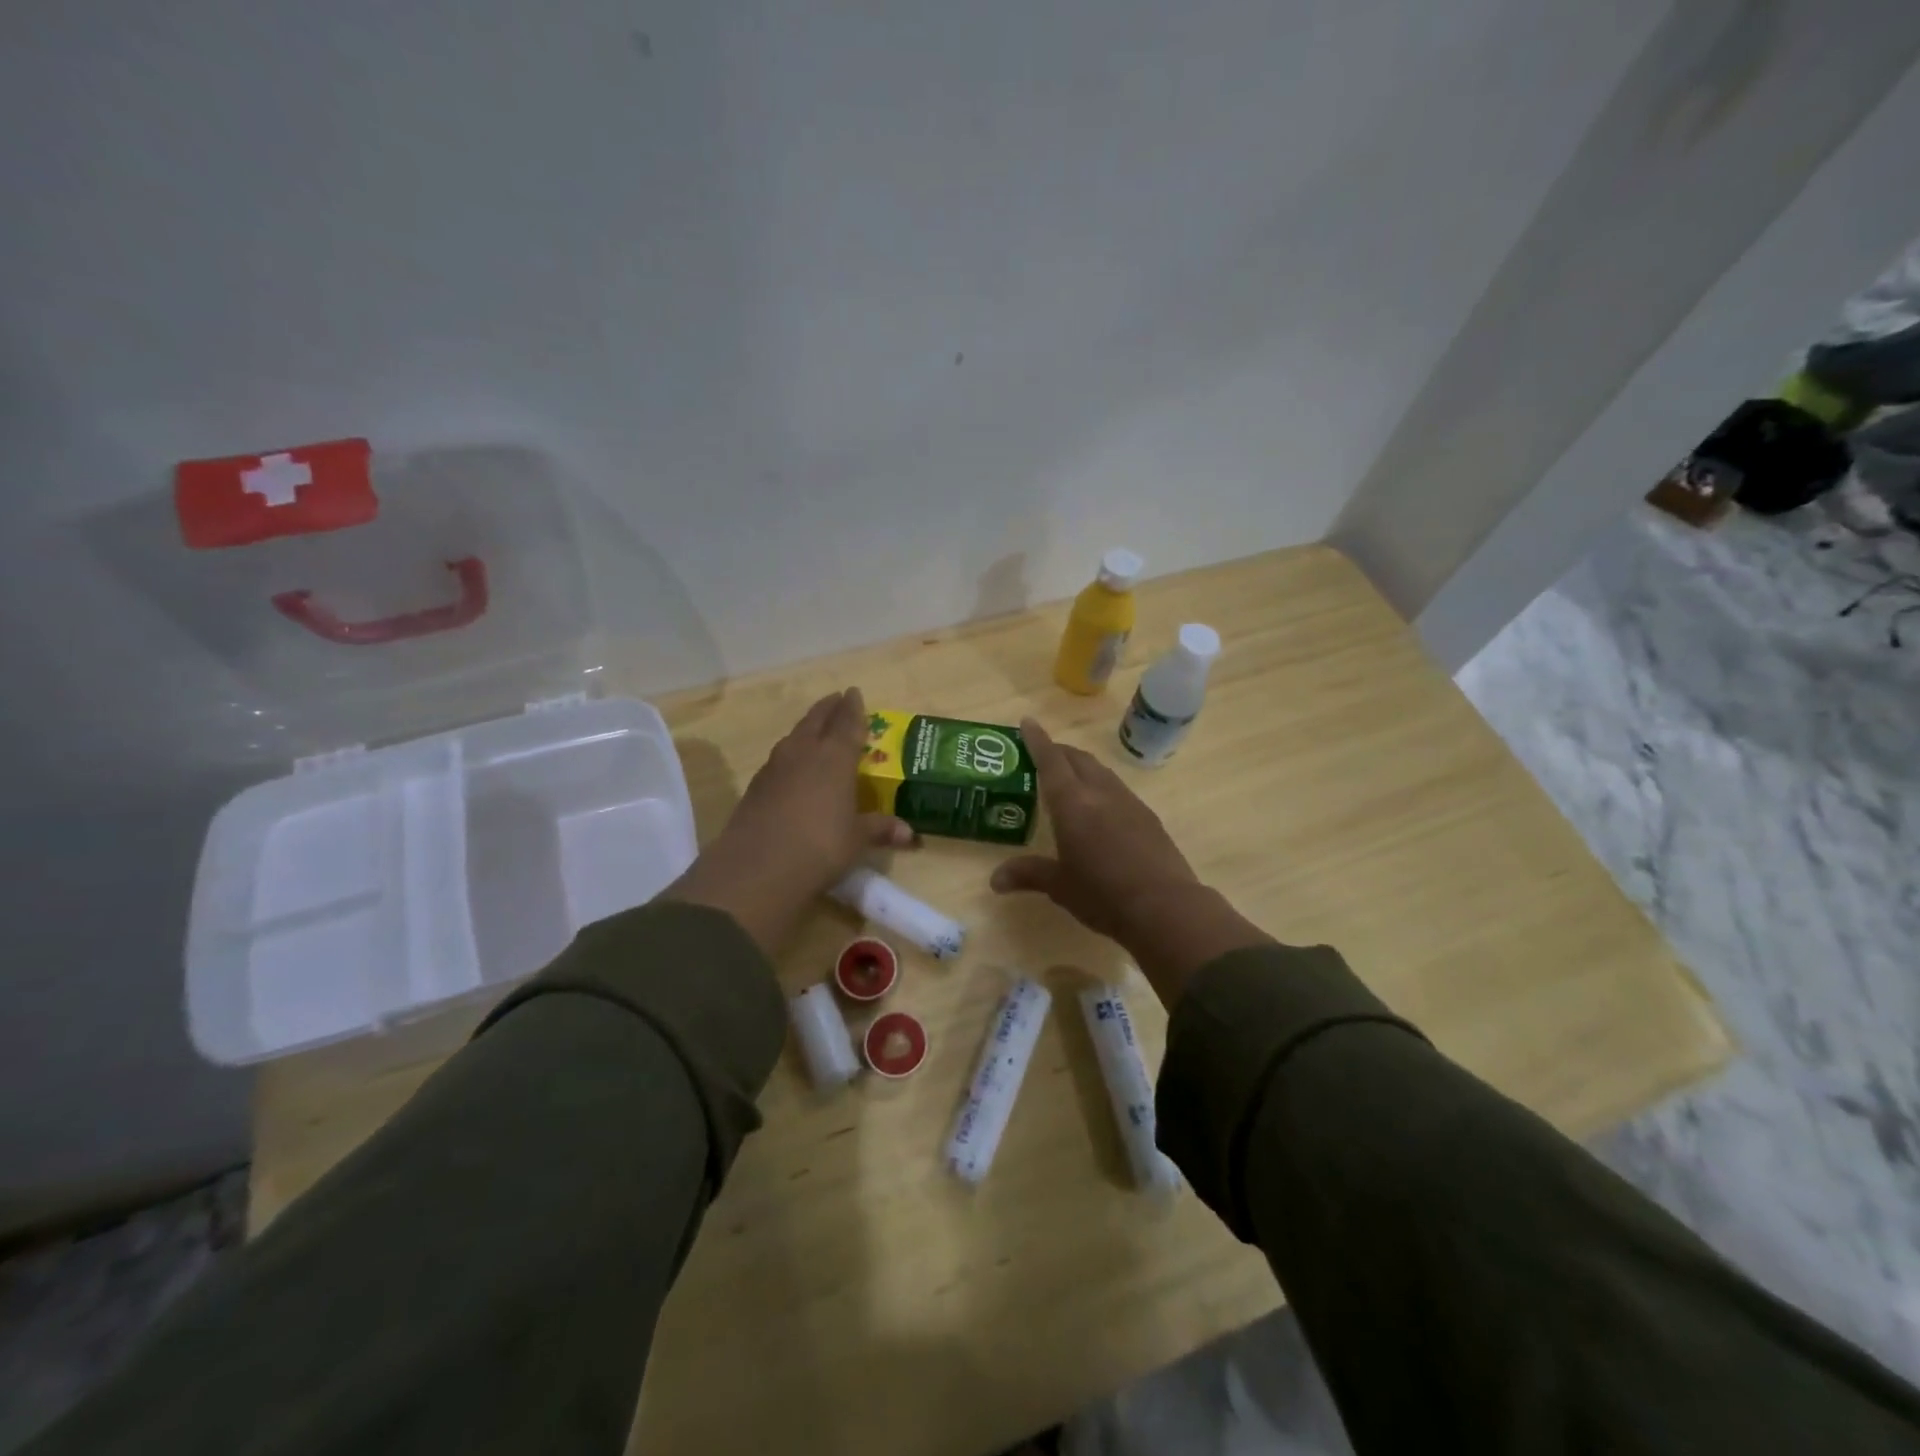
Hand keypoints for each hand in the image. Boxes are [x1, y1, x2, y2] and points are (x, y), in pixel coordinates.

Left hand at [665, 688, 912, 953]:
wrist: (758, 867)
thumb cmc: (820, 846)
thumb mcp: (857, 840)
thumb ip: (880, 829)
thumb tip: (910, 834)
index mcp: (834, 757)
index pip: (847, 722)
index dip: (853, 707)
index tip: (854, 692)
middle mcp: (804, 752)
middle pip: (817, 720)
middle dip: (828, 708)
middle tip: (836, 699)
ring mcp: (775, 767)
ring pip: (794, 737)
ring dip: (806, 728)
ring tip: (814, 729)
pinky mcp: (756, 786)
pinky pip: (779, 759)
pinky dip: (790, 754)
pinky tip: (792, 766)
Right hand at [991, 717, 1267, 1003]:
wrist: (1165, 907)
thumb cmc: (1103, 894)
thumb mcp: (1060, 886)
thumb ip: (1029, 875)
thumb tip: (995, 880)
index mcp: (1072, 803)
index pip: (1051, 761)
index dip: (1037, 740)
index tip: (1027, 721)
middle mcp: (1100, 793)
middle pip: (1078, 759)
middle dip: (1058, 751)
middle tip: (1042, 755)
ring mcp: (1129, 802)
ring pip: (1101, 771)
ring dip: (1082, 766)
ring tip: (1069, 777)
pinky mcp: (1148, 817)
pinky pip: (1118, 789)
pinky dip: (1101, 785)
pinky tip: (1100, 806)